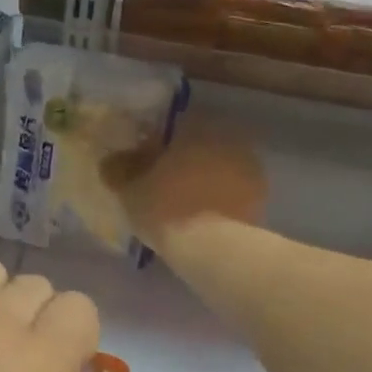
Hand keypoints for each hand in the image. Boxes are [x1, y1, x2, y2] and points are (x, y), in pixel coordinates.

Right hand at [102, 114, 266, 253]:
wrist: (212, 247)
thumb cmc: (165, 209)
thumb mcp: (130, 191)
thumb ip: (119, 170)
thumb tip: (110, 160)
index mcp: (196, 127)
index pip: (174, 124)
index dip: (157, 142)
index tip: (145, 161)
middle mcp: (226, 138)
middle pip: (200, 145)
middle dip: (184, 161)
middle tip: (164, 184)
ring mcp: (249, 167)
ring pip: (219, 167)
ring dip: (204, 179)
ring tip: (185, 205)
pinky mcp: (260, 196)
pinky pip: (232, 191)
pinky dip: (220, 199)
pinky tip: (204, 218)